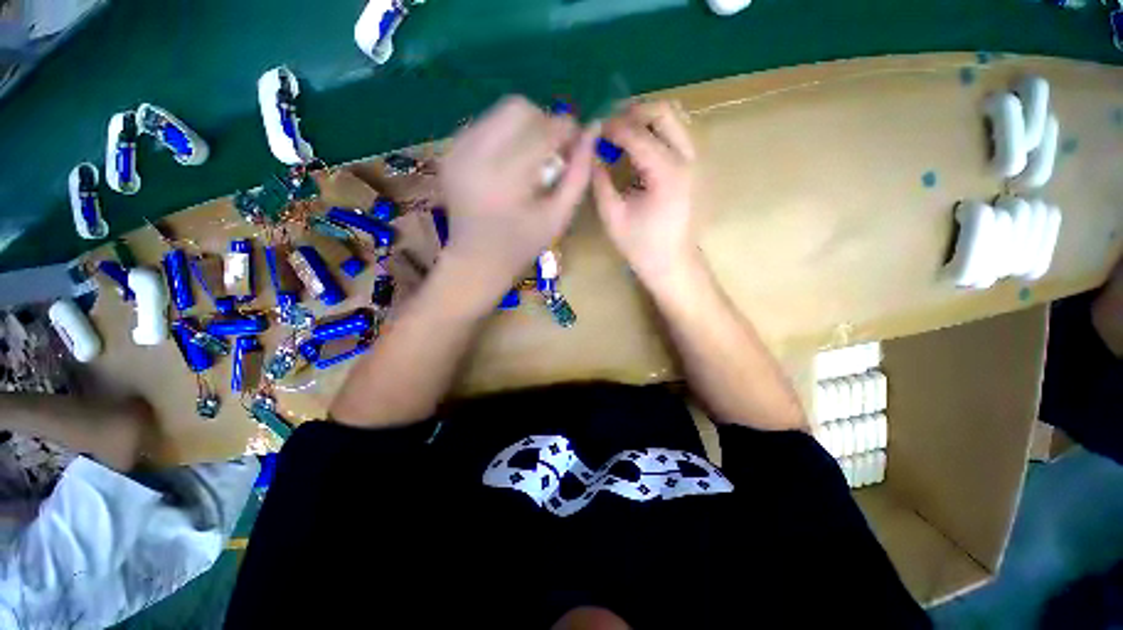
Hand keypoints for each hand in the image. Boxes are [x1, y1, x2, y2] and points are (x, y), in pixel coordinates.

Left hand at [439, 95, 596, 300]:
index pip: (543, 130)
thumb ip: (578, 175)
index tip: (576, 144)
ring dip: (524, 127)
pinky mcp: (448, 151)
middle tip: (553, 150)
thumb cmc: (522, 246)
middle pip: (518, 107)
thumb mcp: (558, 217)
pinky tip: (509, 162)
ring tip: (531, 158)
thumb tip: (592, 131)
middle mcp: (475, 155)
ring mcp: (456, 150)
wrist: (475, 260)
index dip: (567, 130)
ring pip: (499, 111)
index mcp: (505, 179)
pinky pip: (484, 124)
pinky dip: (504, 135)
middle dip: (544, 122)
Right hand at [592, 101, 697, 286]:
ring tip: (622, 135)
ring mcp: (696, 161)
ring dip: (646, 121)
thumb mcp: (613, 215)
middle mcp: (688, 159)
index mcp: (666, 173)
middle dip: (634, 112)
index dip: (612, 127)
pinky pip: (677, 135)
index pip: (637, 133)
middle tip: (611, 126)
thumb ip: (600, 180)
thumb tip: (591, 152)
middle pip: (664, 112)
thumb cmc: (641, 246)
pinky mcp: (696, 168)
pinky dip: (656, 133)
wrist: (673, 264)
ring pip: (674, 120)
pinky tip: (638, 149)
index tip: (593, 130)